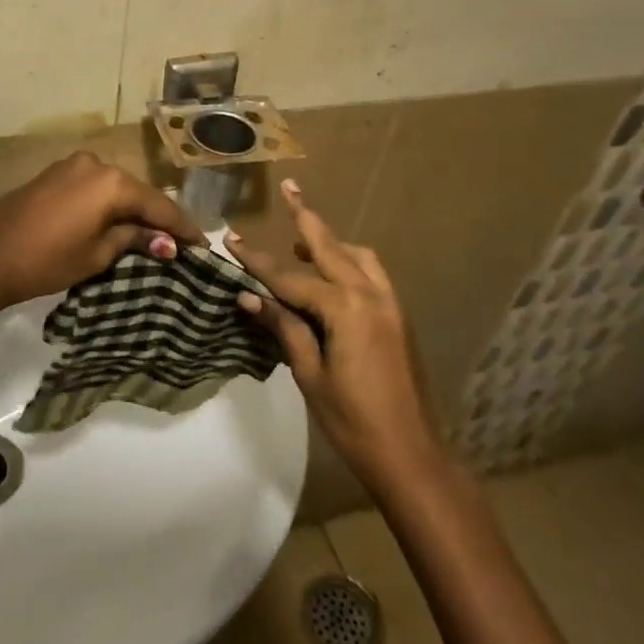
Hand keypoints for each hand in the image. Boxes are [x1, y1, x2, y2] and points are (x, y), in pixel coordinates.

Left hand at [0, 151, 202, 310]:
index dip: (182, 227)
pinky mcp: (53, 175)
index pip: (158, 205)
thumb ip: (133, 240)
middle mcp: (95, 164)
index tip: (203, 245)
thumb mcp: (96, 254)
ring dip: (132, 210)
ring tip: (152, 236)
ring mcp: (71, 166)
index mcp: (111, 182)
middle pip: (137, 193)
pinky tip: (118, 222)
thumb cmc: (46, 259)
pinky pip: (93, 188)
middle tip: (180, 243)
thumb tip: (166, 243)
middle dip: (157, 218)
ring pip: (114, 189)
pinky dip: (108, 205)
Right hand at [227, 180, 441, 490]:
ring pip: (358, 257)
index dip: (256, 261)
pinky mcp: (398, 317)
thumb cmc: (353, 421)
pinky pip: (371, 274)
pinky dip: (349, 263)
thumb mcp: (310, 374)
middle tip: (290, 187)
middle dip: (306, 218)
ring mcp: (390, 304)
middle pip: (330, 247)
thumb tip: (248, 296)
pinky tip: (331, 277)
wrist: (412, 456)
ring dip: (330, 243)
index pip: (290, 278)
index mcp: (346, 308)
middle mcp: (371, 294)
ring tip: (301, 244)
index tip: (230, 239)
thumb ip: (283, 328)